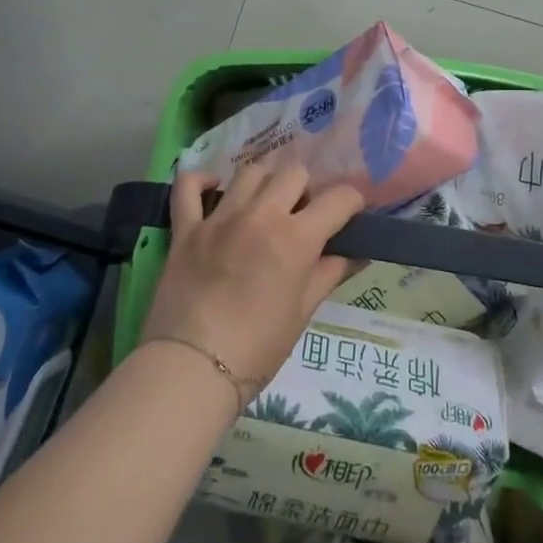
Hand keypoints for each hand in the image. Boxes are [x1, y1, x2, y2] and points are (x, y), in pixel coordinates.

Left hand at [142, 164, 364, 393]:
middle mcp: (260, 215)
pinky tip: (213, 189)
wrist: (192, 370)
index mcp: (296, 238)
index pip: (338, 198)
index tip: (350, 215)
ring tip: (264, 206)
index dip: (352, 203)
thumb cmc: (257, 349)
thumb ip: (330, 274)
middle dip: (306, 190)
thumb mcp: (302, 312)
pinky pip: (189, 186)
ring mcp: (219, 217)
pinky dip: (201, 180)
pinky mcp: (186, 228)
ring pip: (250, 172)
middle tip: (302, 216)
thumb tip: (357, 254)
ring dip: (265, 183)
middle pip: (294, 173)